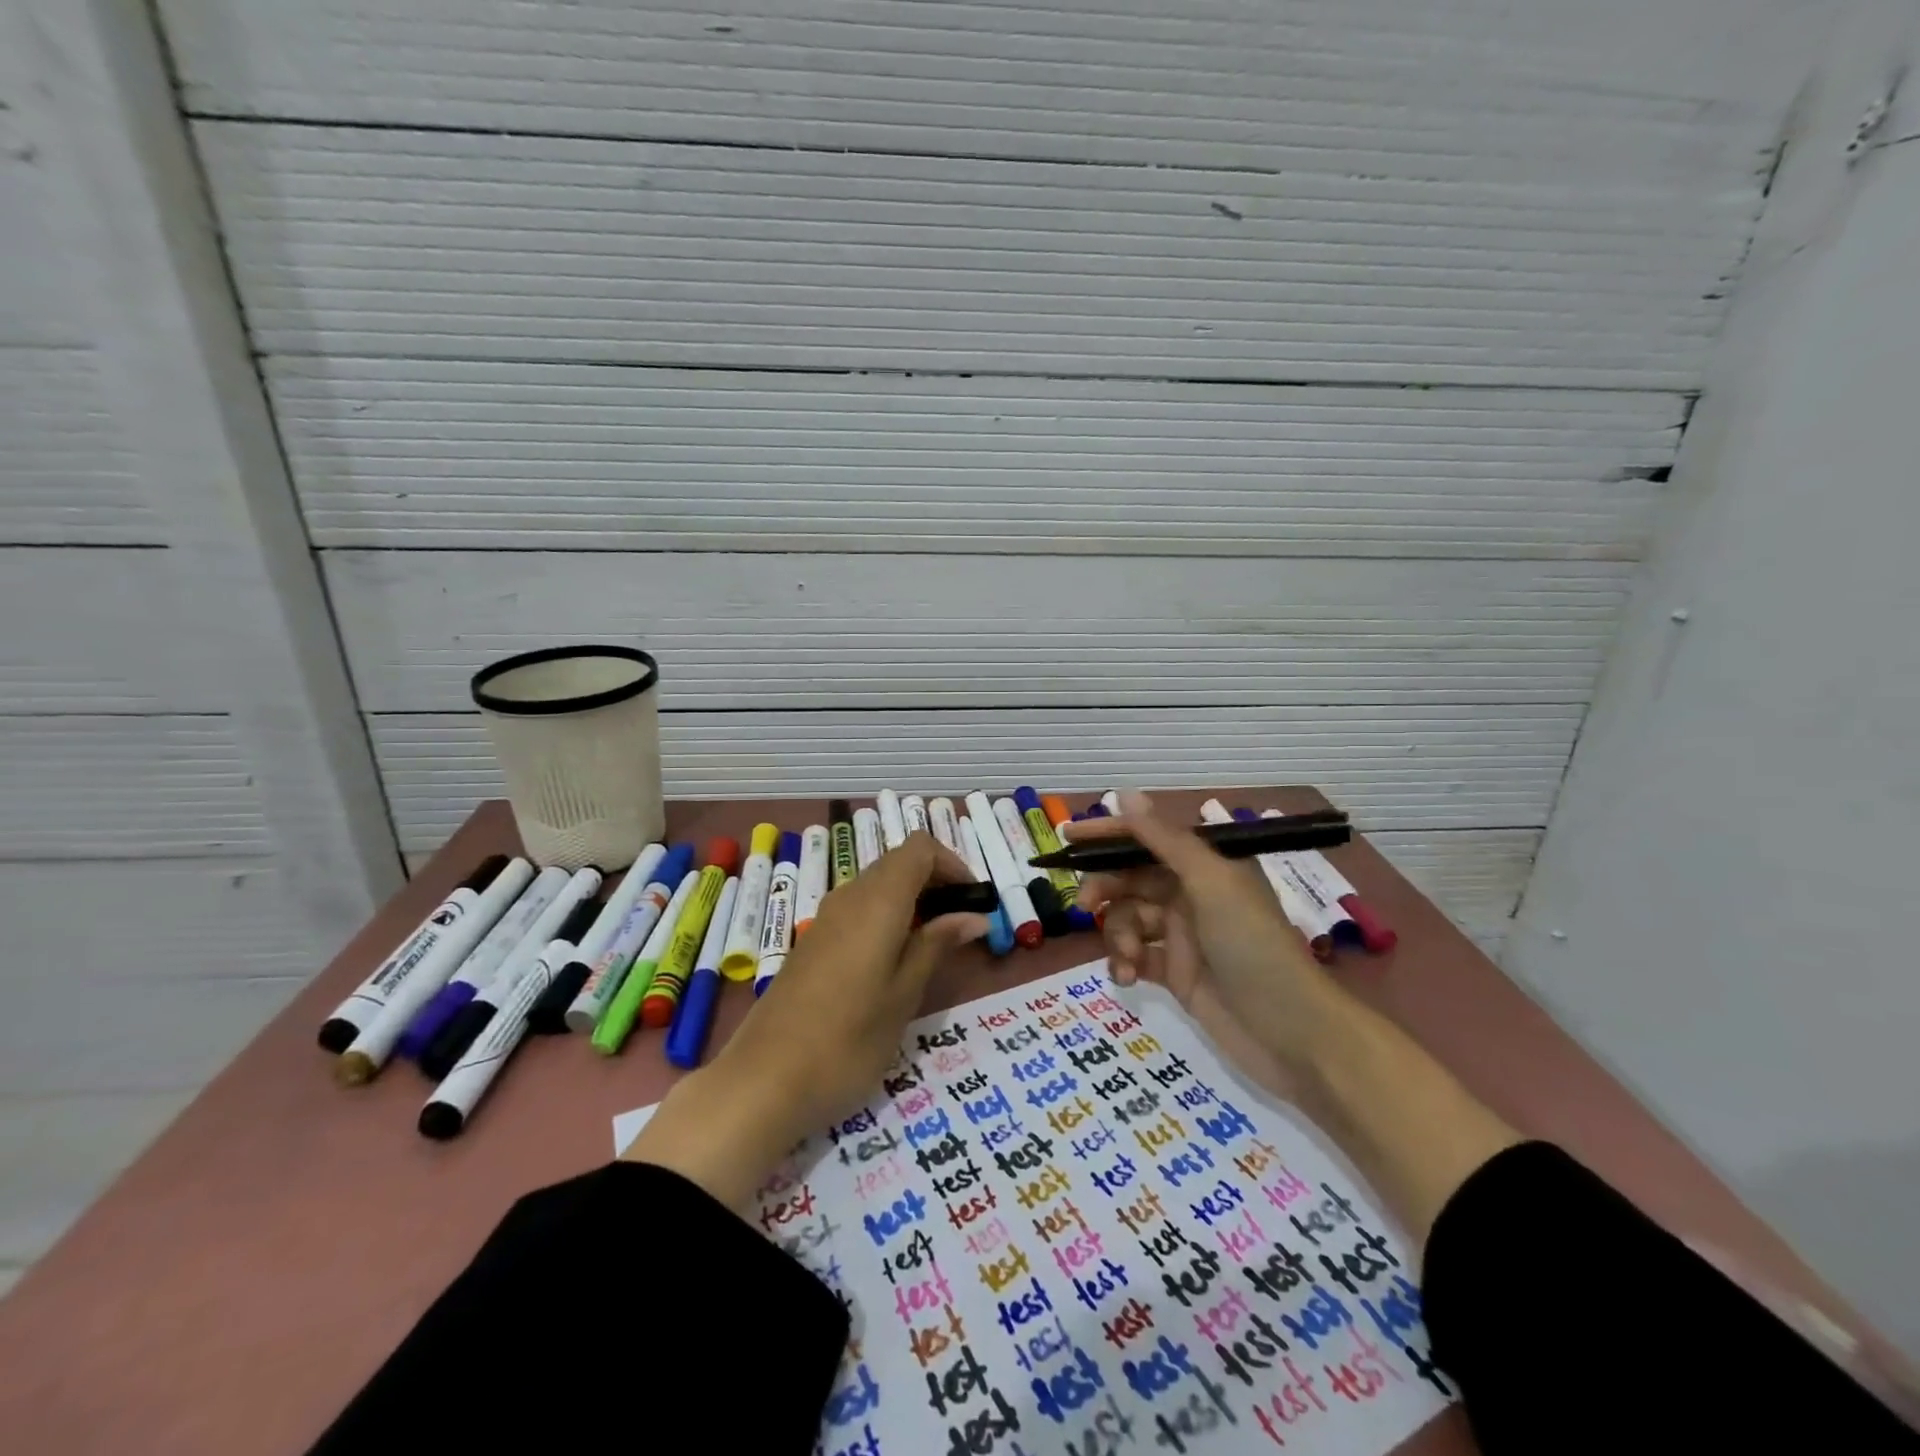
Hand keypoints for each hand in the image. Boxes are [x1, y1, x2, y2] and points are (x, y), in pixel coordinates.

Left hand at [624, 832, 986, 1207]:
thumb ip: (937, 945)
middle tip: (961, 927)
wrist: (763, 1082)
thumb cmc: (848, 1041)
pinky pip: (858, 910)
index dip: (952, 864)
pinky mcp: (812, 942)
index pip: (919, 847)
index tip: (973, 901)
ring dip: (911, 902)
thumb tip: (973, 916)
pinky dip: (886, 918)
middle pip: (898, 863)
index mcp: (877, 900)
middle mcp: (849, 897)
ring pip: (878, 886)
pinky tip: (893, 963)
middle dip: (936, 883)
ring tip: (933, 948)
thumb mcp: (904, 994)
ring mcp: (825, 919)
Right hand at [1069, 791, 1344, 1098]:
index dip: (1106, 834)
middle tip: (1085, 905)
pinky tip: (1126, 977)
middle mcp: (1191, 894)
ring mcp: (1182, 936)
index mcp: (1204, 866)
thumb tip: (1124, 794)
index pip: (1146, 838)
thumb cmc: (1253, 945)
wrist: (1293, 1032)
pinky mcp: (1175, 974)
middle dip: (1105, 889)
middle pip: (1131, 879)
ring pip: (1128, 919)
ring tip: (1125, 958)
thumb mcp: (1210, 883)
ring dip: (1117, 934)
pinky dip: (1124, 962)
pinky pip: (1135, 956)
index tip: (1066, 836)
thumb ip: (1164, 840)